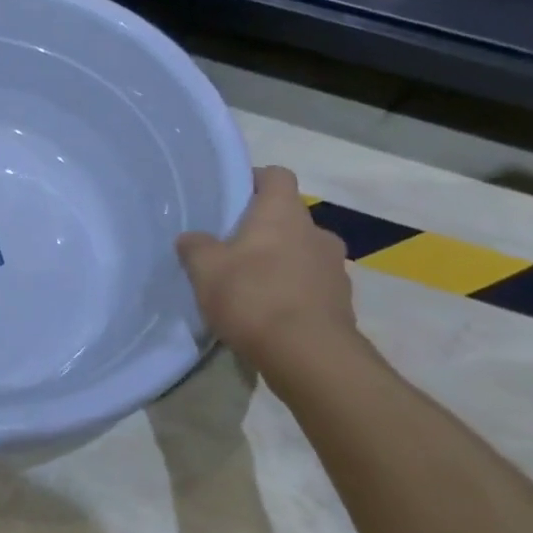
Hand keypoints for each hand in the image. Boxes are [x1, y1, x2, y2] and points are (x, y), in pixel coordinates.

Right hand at [177, 166, 358, 373]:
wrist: (309, 356)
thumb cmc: (254, 297)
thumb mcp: (205, 270)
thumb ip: (195, 247)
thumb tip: (191, 238)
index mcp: (284, 213)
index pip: (276, 176)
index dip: (254, 180)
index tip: (232, 197)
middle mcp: (316, 232)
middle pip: (288, 218)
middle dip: (263, 230)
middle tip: (232, 249)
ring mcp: (334, 269)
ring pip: (301, 253)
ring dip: (279, 263)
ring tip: (249, 287)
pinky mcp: (341, 303)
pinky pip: (311, 286)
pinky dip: (292, 293)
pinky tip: (268, 315)